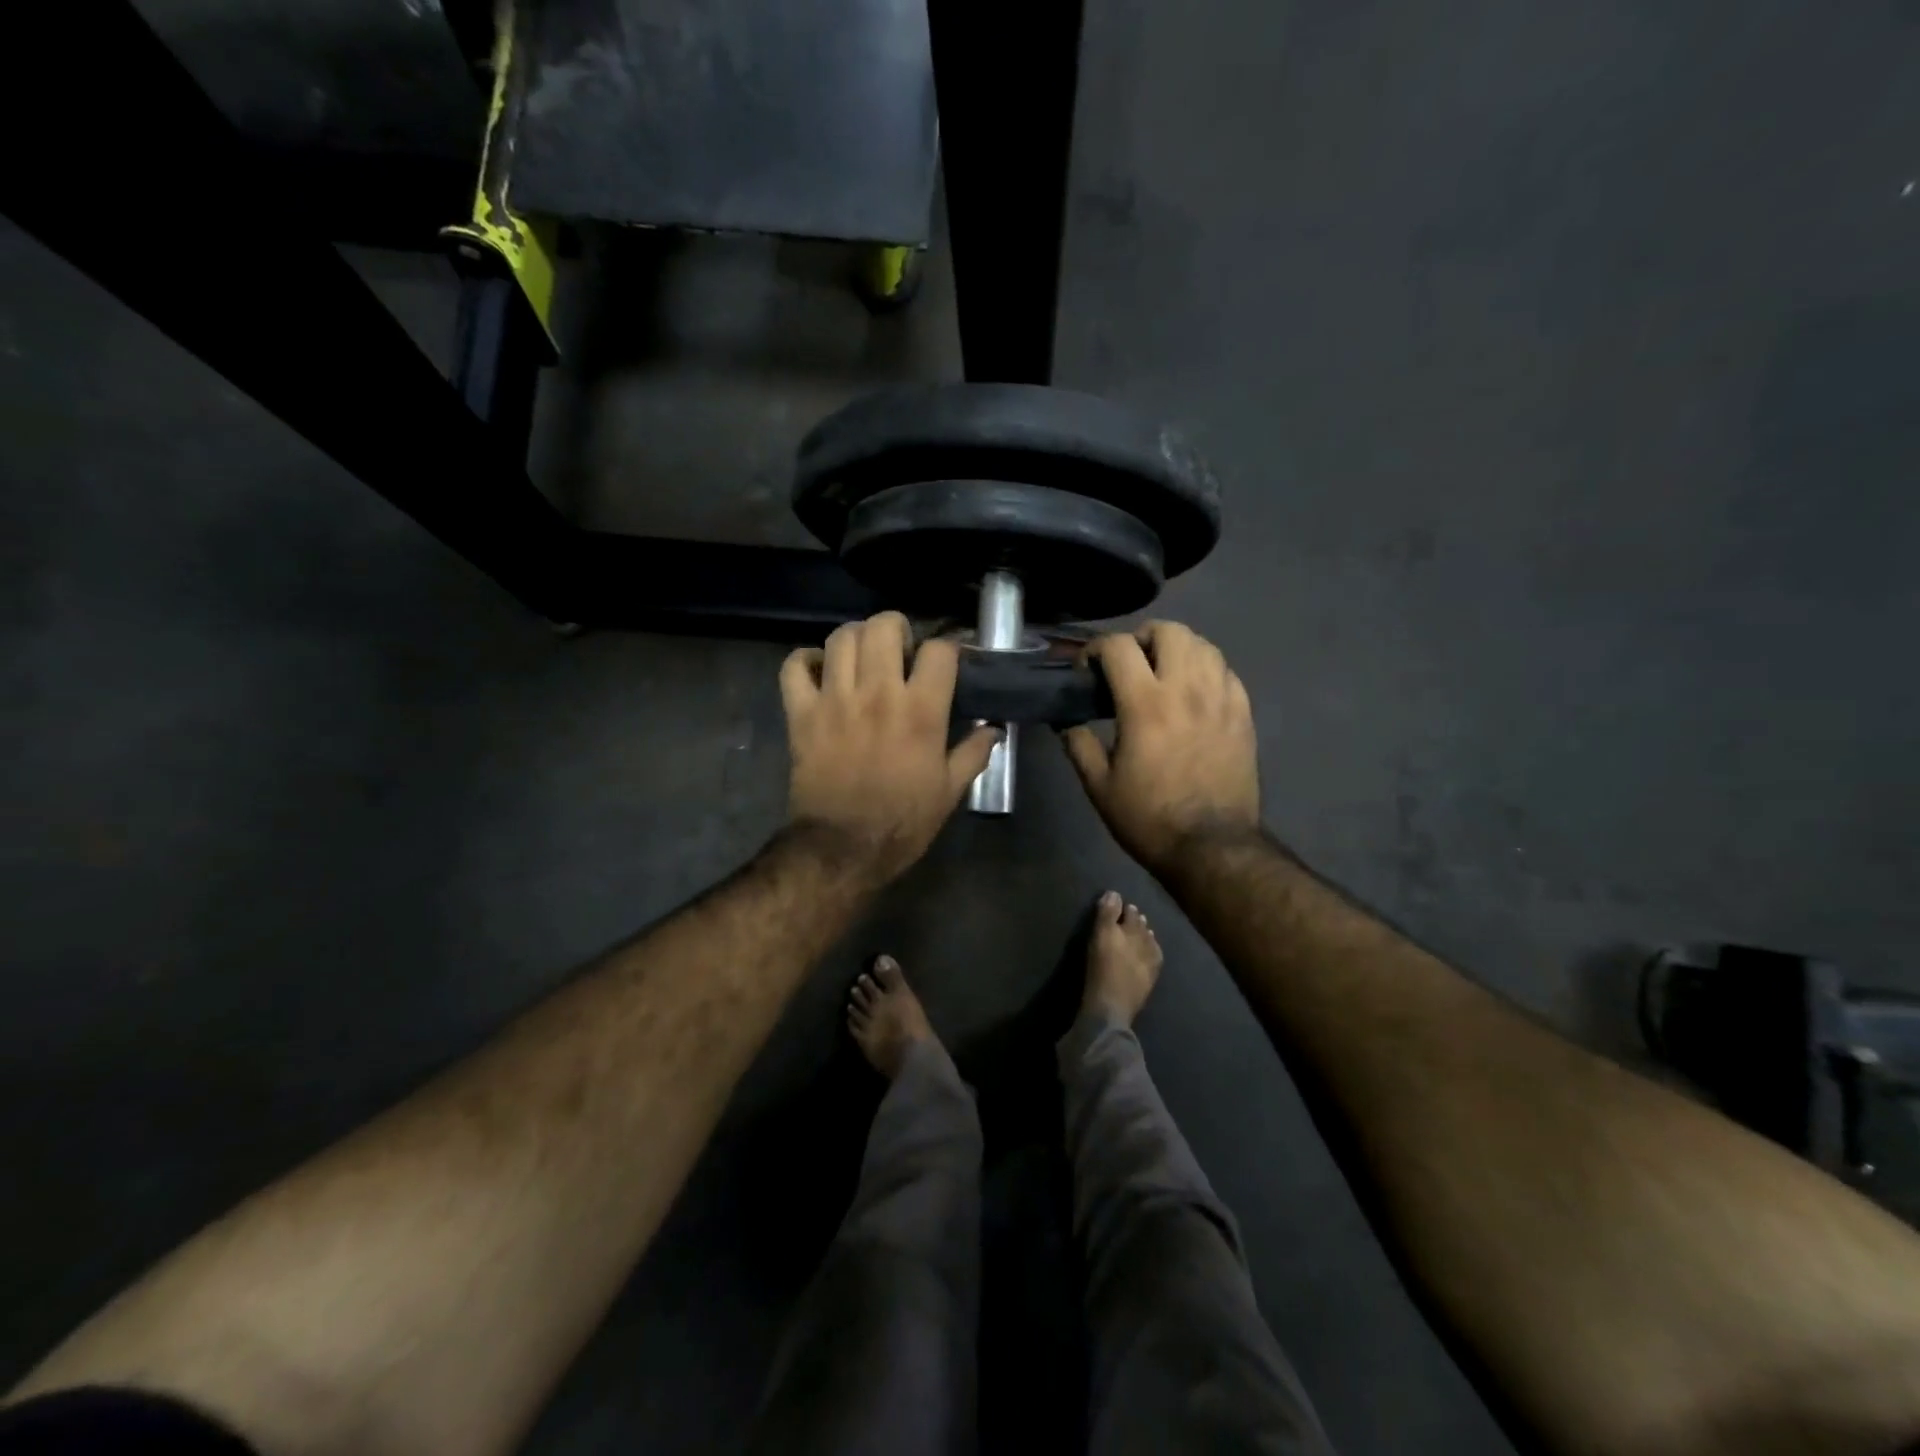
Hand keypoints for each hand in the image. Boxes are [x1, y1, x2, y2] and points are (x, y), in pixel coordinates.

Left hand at [781, 613, 999, 880]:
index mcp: (921, 711)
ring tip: (862, 656)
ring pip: (841, 637)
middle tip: (900, 649)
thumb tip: (994, 729)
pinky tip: (820, 669)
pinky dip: (805, 660)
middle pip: (883, 626)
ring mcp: (835, 700)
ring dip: (855, 638)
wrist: (843, 848)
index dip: (947, 649)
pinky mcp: (801, 713)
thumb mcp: (950, 792)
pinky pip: (794, 666)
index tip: (947, 660)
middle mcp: (878, 693)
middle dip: (896, 628)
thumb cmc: (903, 822)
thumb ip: (973, 753)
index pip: (939, 651)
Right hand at [1063, 621, 1260, 871]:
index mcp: (1145, 704)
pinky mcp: (1243, 714)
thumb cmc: (1148, 818)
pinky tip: (1194, 692)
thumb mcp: (1099, 786)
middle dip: (1142, 638)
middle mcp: (1186, 689)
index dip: (1096, 649)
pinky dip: (1206, 670)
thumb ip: (1079, 745)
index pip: (1119, 647)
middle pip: (1169, 631)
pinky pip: (1226, 671)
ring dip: (1177, 649)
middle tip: (1130, 664)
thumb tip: (1066, 722)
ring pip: (1204, 645)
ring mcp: (1221, 699)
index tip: (1088, 670)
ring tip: (1163, 673)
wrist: (1212, 847)